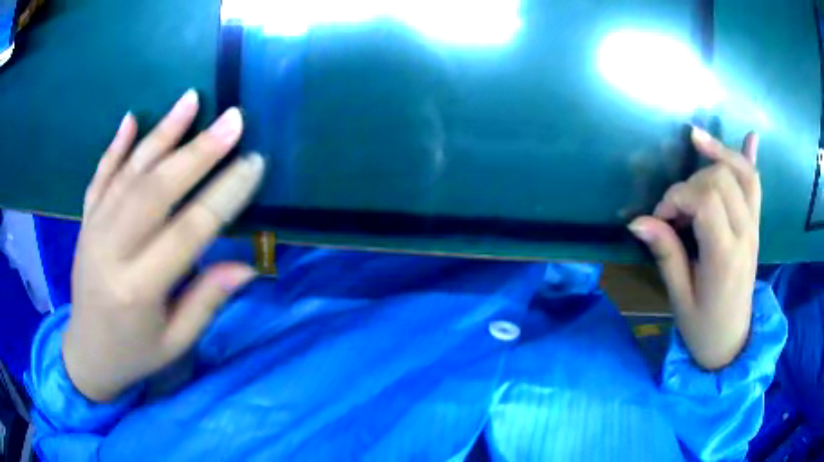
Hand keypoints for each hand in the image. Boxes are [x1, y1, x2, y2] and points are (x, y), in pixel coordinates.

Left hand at [63, 90, 264, 401]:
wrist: (87, 353)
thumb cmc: (135, 354)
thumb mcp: (176, 342)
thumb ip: (207, 301)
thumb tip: (248, 265)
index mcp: (139, 290)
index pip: (188, 232)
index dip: (224, 195)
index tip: (254, 164)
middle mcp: (112, 252)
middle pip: (156, 191)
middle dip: (198, 152)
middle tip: (233, 120)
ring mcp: (93, 231)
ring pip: (129, 173)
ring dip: (162, 134)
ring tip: (190, 100)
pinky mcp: (85, 222)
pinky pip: (100, 176)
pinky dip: (116, 146)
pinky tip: (132, 118)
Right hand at [629, 128, 760, 369]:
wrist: (732, 342)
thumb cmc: (703, 327)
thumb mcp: (680, 298)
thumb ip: (666, 254)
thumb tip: (637, 221)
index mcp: (724, 257)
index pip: (706, 200)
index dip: (677, 198)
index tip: (661, 217)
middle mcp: (744, 235)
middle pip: (722, 179)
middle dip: (691, 182)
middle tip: (676, 207)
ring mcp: (754, 228)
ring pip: (743, 173)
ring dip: (719, 153)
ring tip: (696, 140)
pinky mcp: (756, 226)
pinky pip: (756, 185)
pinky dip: (749, 159)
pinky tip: (749, 136)